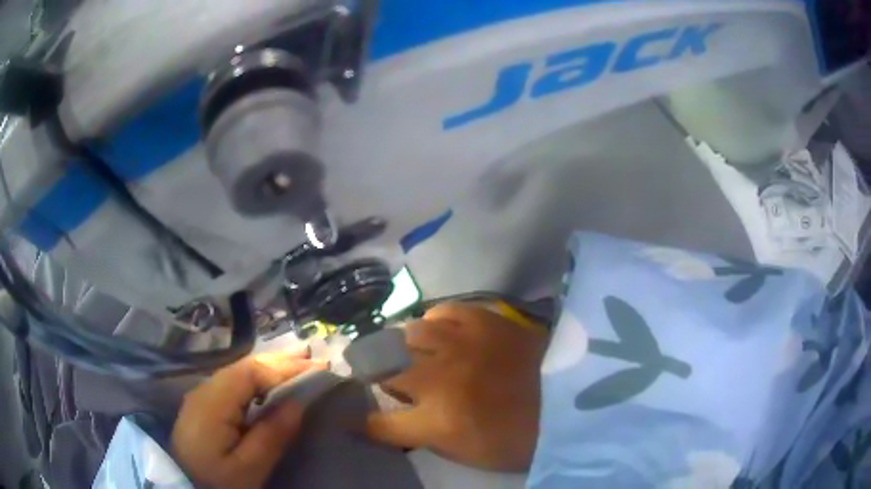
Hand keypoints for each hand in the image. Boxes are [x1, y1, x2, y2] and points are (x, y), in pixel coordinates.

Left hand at [172, 350, 325, 488]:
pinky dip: (258, 378)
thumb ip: (271, 435)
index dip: (285, 367)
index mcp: (214, 402)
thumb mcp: (248, 467)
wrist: (181, 481)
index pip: (251, 372)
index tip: (318, 368)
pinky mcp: (204, 403)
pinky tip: (270, 382)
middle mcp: (206, 389)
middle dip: (279, 360)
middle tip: (313, 357)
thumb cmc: (216, 480)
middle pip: (244, 365)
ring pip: (239, 371)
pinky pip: (234, 382)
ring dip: (269, 366)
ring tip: (299, 363)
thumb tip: (298, 404)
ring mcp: (203, 394)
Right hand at [366, 303, 547, 471]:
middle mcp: (438, 378)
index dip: (363, 423)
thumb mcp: (465, 452)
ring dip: (404, 348)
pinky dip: (435, 322)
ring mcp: (460, 344)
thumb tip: (399, 418)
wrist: (569, 402)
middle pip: (383, 368)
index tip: (357, 420)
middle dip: (378, 376)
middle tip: (387, 380)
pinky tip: (440, 331)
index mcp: (436, 421)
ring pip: (407, 334)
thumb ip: (424, 434)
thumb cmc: (517, 439)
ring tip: (413, 354)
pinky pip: (443, 311)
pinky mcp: (484, 320)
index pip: (380, 424)